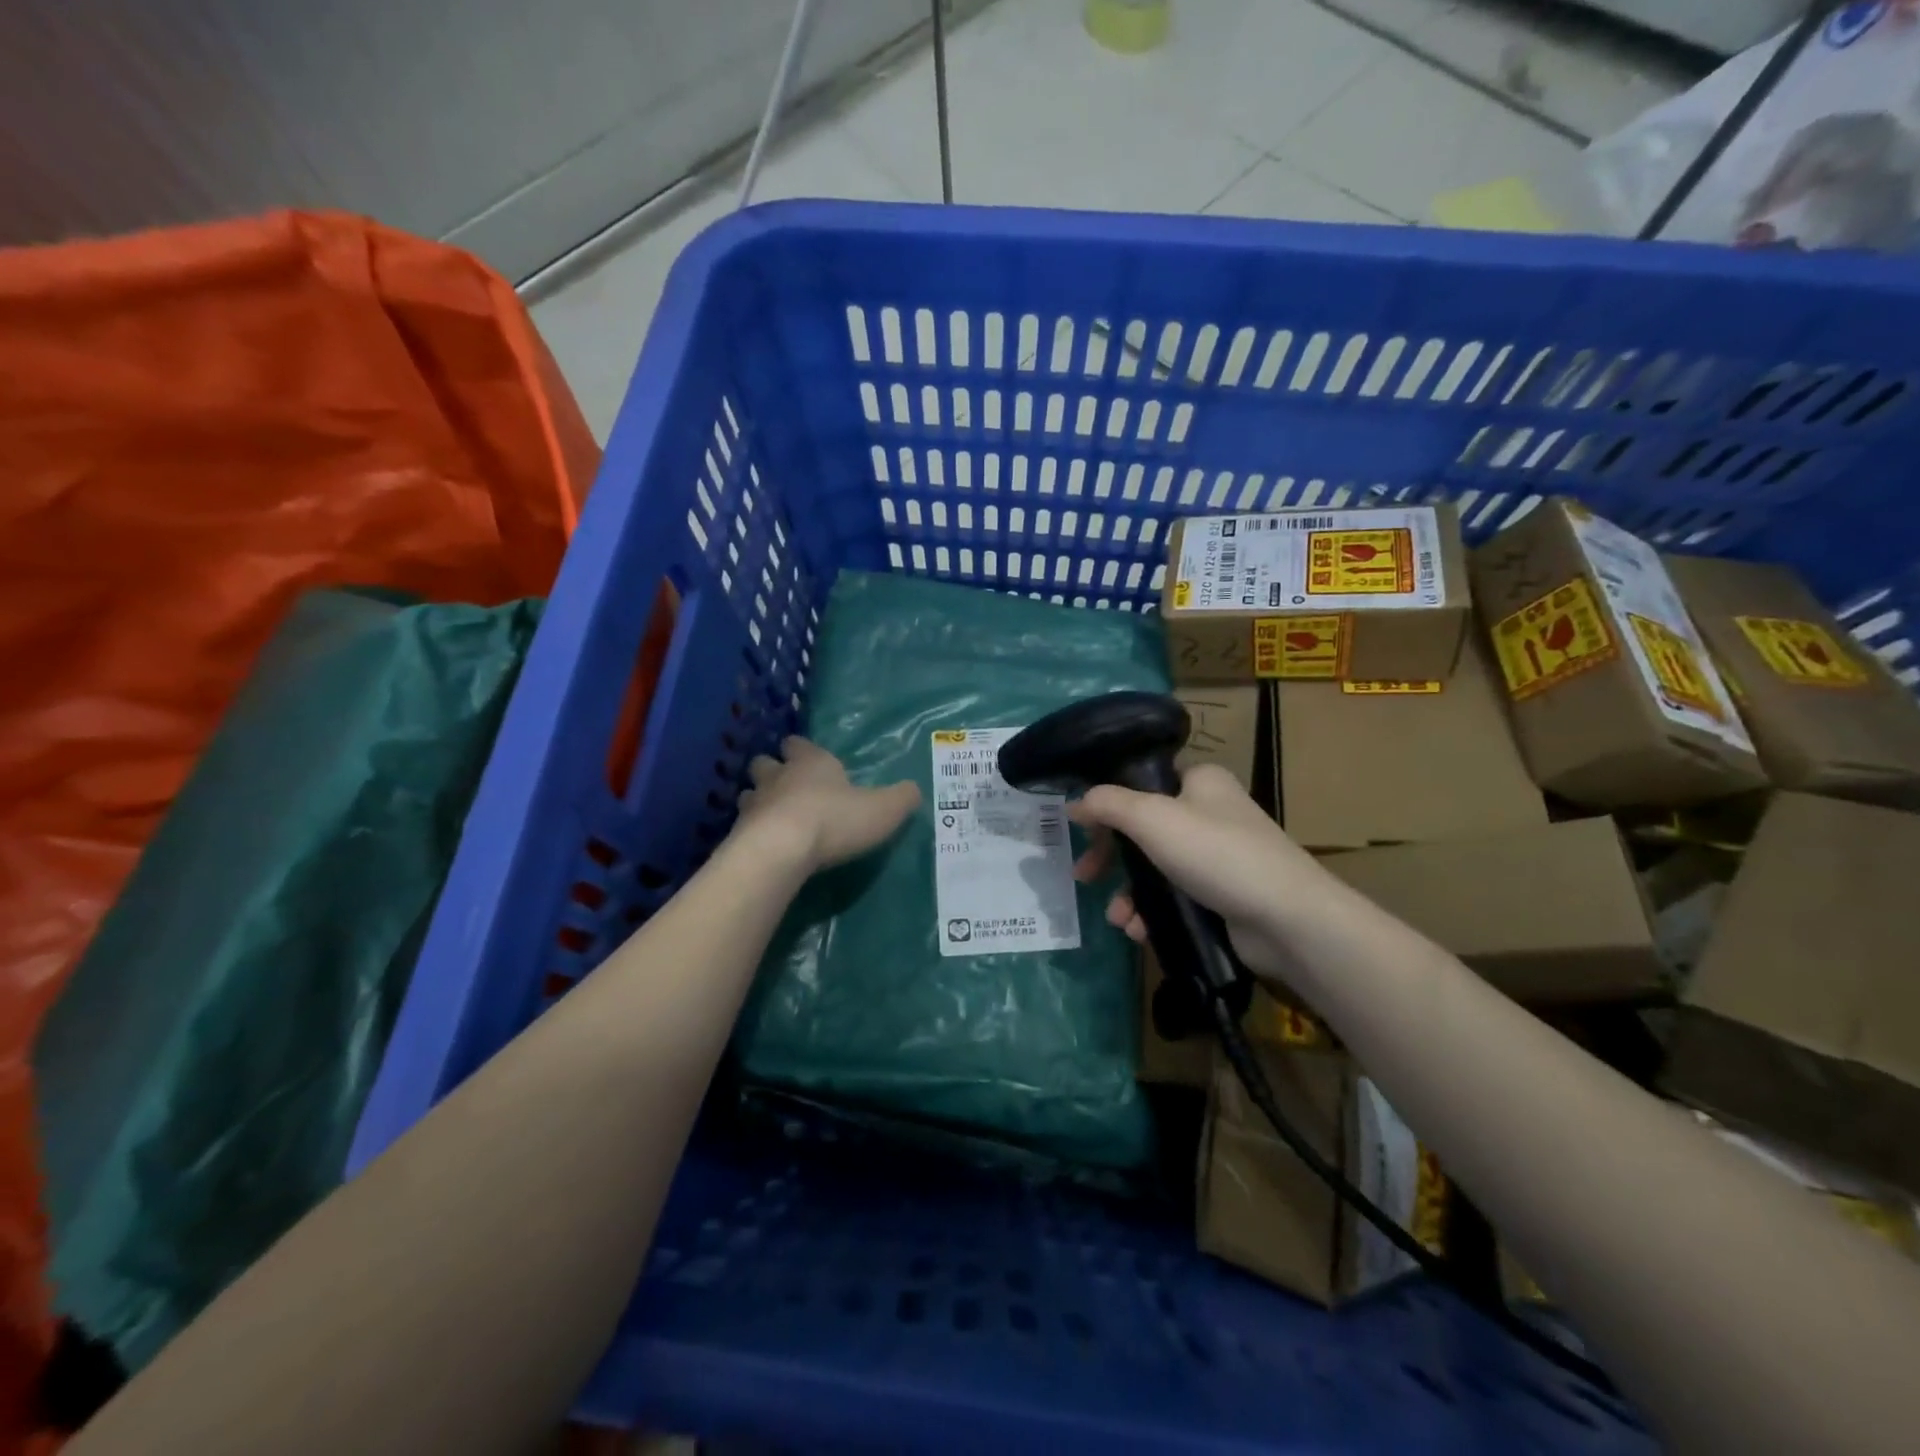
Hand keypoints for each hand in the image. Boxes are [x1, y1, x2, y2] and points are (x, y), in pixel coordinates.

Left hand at [736, 737, 919, 872]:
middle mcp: (778, 776)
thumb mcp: (883, 809)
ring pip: (749, 794)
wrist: (781, 850)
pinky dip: (750, 834)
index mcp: (811, 763)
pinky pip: (742, 828)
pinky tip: (762, 846)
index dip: (800, 749)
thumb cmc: (835, 820)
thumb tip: (914, 790)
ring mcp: (753, 805)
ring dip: (758, 803)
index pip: (798, 744)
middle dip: (772, 771)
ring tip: (771, 818)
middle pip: (765, 764)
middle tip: (784, 786)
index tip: (804, 755)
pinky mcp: (738, 835)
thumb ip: (901, 798)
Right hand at [1069, 763, 1329, 979]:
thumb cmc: (1217, 853)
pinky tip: (1139, 931)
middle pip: (1143, 829)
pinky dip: (1152, 912)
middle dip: (1110, 856)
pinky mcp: (1222, 895)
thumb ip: (1108, 804)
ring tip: (1117, 919)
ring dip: (1129, 893)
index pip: (1143, 782)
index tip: (1081, 829)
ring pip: (1155, 868)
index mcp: (1200, 781)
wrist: (1286, 918)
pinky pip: (1174, 897)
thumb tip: (1075, 801)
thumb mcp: (1152, 818)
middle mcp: (1210, 812)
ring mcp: (1218, 856)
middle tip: (1084, 876)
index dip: (1108, 804)